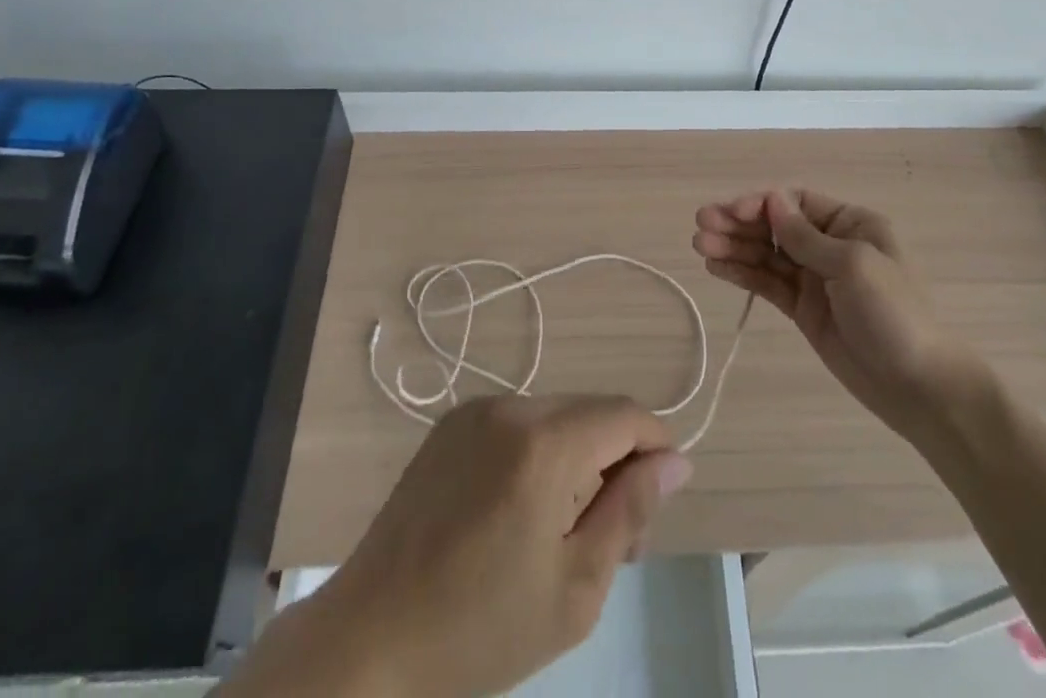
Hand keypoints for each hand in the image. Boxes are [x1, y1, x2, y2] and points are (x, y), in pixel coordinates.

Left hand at [251, 396, 692, 697]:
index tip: (659, 502)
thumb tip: (676, 460)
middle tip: (611, 538)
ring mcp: (475, 410)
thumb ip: (630, 510)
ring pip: (556, 416)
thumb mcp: (575, 587)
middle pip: (591, 413)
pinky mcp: (451, 424)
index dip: (656, 448)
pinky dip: (539, 453)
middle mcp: (510, 406)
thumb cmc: (479, 629)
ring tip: (563, 530)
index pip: (625, 414)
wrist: (369, 640)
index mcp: (543, 442)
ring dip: (577, 458)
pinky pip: (517, 423)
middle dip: (616, 461)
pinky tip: (520, 512)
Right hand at [691, 188, 986, 437]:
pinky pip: (768, 284)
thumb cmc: (895, 315)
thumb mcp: (853, 266)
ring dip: (734, 247)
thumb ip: (806, 236)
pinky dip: (743, 274)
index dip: (760, 203)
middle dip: (738, 224)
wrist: (921, 389)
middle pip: (775, 226)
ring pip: (766, 255)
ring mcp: (815, 279)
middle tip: (700, 226)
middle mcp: (830, 245)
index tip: (730, 213)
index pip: (795, 202)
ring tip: (699, 246)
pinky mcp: (804, 310)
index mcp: (851, 224)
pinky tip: (716, 267)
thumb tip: (771, 199)